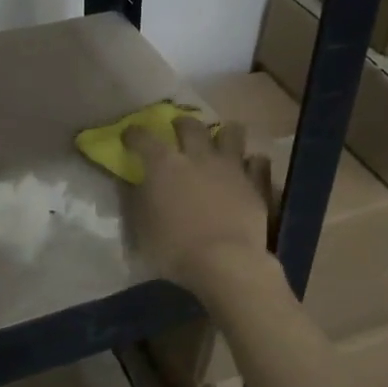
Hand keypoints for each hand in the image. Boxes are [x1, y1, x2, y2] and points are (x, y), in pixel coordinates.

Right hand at [123, 117, 275, 295]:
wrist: (226, 262)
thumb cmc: (175, 249)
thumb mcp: (141, 228)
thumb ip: (137, 200)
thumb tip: (134, 184)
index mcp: (164, 165)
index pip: (144, 138)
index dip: (134, 134)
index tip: (129, 135)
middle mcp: (198, 157)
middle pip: (191, 126)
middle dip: (181, 124)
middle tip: (178, 129)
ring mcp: (231, 167)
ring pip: (232, 133)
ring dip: (224, 134)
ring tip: (220, 141)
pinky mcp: (256, 184)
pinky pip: (258, 162)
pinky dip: (252, 163)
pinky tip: (248, 168)